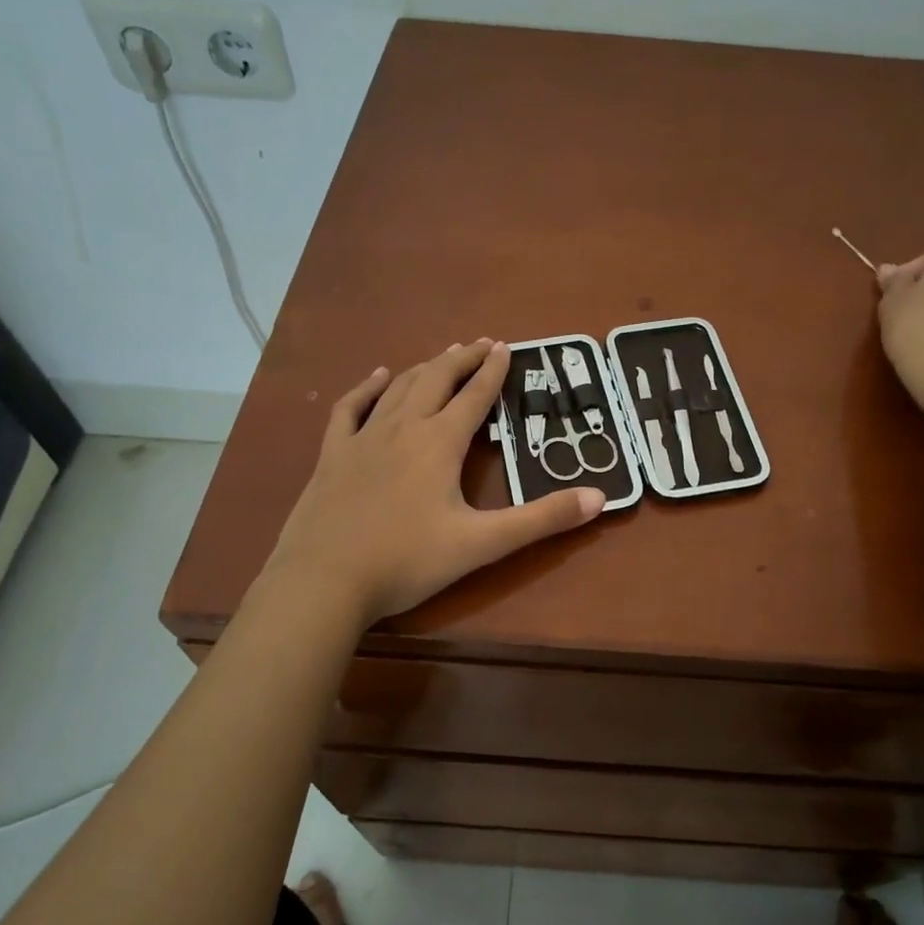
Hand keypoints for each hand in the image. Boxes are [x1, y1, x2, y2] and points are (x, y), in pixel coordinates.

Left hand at [264, 339, 603, 623]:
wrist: (324, 580)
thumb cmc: (407, 561)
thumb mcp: (482, 544)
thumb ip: (542, 519)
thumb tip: (599, 497)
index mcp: (440, 443)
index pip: (474, 396)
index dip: (493, 371)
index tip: (506, 347)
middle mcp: (403, 428)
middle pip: (437, 380)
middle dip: (462, 359)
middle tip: (482, 343)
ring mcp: (364, 438)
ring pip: (400, 388)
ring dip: (426, 368)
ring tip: (443, 355)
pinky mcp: (333, 455)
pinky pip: (351, 408)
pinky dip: (368, 387)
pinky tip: (378, 376)